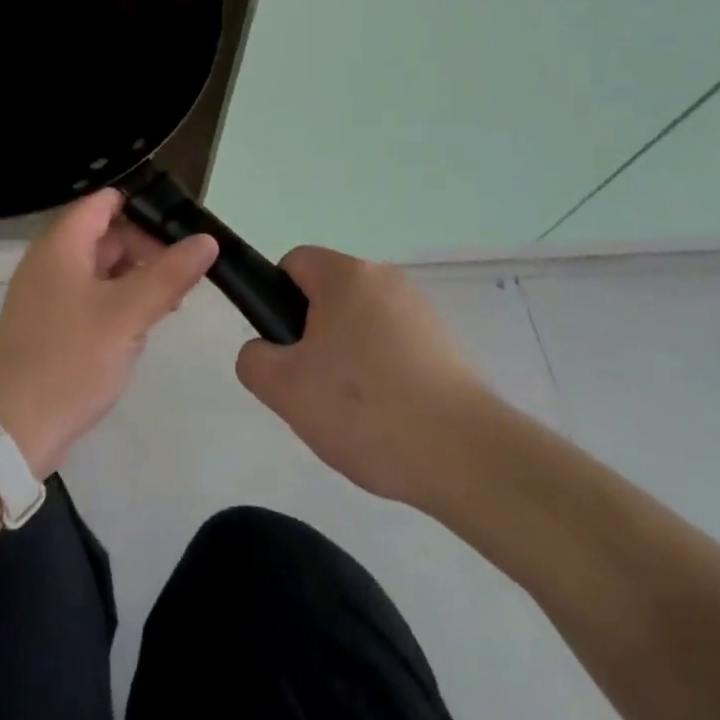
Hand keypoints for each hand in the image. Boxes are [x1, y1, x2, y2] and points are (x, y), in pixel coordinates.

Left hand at [0, 189, 217, 476]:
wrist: (11, 430)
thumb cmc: (69, 360)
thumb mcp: (127, 314)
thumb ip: (168, 274)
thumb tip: (207, 240)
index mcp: (61, 244)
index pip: (104, 202)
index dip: (143, 207)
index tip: (183, 227)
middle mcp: (51, 260)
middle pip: (106, 235)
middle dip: (147, 250)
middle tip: (186, 276)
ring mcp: (48, 294)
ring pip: (102, 269)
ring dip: (137, 279)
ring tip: (174, 302)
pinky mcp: (51, 325)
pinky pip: (92, 298)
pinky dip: (119, 303)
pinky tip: (143, 326)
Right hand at [236, 246, 484, 505]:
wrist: (466, 456)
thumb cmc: (364, 409)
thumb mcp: (284, 388)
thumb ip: (254, 359)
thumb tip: (265, 352)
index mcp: (346, 275)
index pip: (294, 263)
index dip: (277, 300)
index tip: (286, 348)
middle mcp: (385, 279)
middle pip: (328, 295)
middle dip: (312, 335)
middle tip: (313, 388)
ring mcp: (420, 310)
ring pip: (360, 323)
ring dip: (347, 357)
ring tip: (352, 412)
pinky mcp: (444, 344)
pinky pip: (392, 347)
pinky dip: (381, 373)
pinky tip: (386, 419)